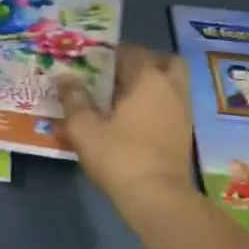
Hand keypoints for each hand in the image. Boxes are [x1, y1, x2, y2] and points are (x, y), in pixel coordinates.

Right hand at [58, 44, 196, 204]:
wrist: (157, 198)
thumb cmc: (119, 156)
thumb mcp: (84, 128)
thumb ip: (73, 98)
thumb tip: (64, 77)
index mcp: (147, 79)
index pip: (131, 51)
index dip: (110, 53)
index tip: (91, 62)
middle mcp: (171, 89)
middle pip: (163, 62)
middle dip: (142, 62)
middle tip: (117, 74)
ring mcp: (182, 112)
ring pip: (171, 84)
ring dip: (151, 84)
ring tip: (122, 98)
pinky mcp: (184, 134)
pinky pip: (171, 105)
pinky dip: (156, 104)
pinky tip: (133, 119)